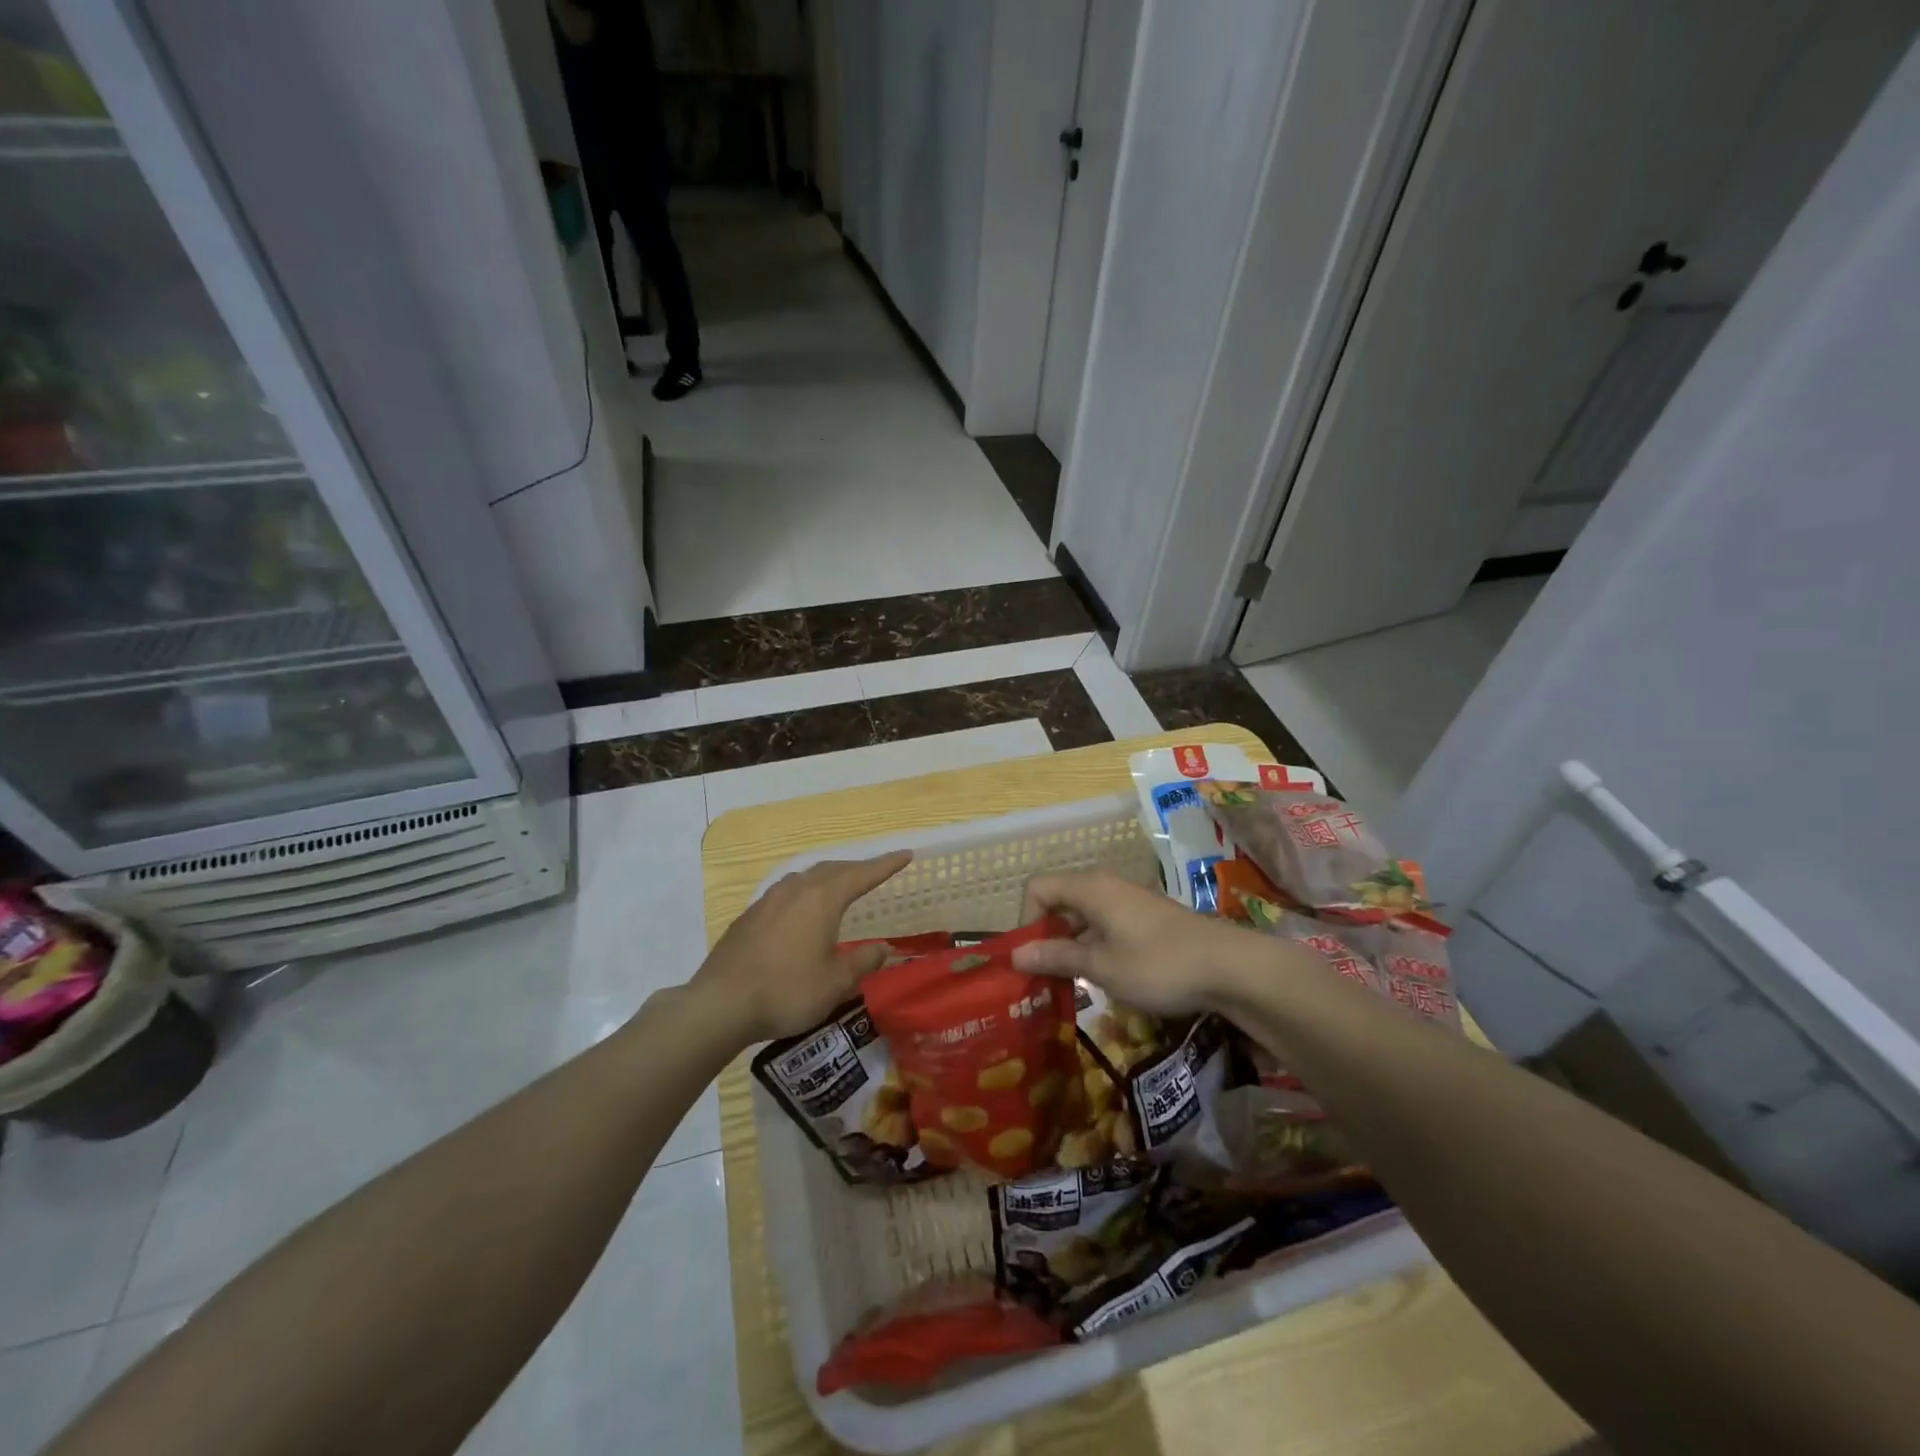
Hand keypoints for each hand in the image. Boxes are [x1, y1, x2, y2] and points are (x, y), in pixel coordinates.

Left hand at [693, 851, 911, 1042]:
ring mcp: (768, 900)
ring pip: (805, 877)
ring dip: (828, 877)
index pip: (862, 874)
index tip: (905, 854)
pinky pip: (786, 892)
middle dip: (857, 869)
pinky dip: (804, 892)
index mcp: (822, 900)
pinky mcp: (749, 916)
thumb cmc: (787, 991)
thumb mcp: (834, 983)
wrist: (721, 1004)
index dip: (885, 865)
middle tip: (875, 872)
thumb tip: (884, 948)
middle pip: (832, 870)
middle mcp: (796, 890)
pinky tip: (801, 909)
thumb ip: (862, 962)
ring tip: (838, 886)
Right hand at [1011, 870, 1264, 1015]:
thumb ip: (1056, 956)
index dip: (1026, 921)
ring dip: (1070, 945)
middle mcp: (1105, 886)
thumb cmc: (1157, 964)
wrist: (1230, 967)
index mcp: (1089, 889)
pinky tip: (1105, 977)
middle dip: (1045, 936)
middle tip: (1044, 977)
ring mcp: (1128, 901)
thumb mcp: (1101, 966)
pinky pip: (1105, 924)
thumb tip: (1015, 954)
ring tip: (1071, 983)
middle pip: (1058, 900)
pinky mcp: (1146, 917)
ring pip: (1083, 915)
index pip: (1037, 889)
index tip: (1031, 959)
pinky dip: (1094, 946)